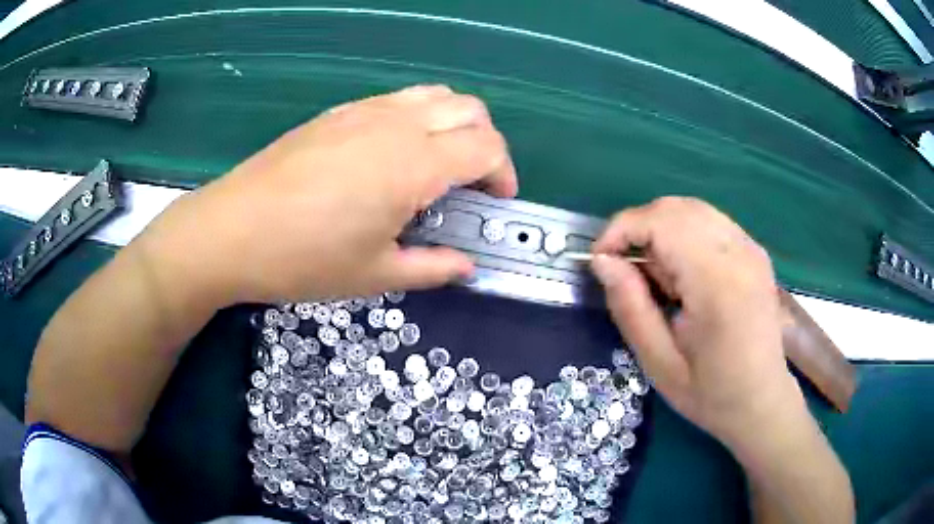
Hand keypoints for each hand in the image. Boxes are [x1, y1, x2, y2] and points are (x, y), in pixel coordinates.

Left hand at [144, 85, 516, 304]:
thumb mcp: (375, 275)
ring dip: (454, 124)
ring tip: (439, 163)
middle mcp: (397, 125)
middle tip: (473, 182)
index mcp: (413, 165)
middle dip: (487, 143)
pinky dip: (418, 118)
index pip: (487, 147)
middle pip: (471, 110)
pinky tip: (394, 154)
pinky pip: (398, 99)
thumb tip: (466, 266)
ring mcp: (365, 111)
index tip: (496, 201)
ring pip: (436, 95)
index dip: (503, 173)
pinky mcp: (339, 111)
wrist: (232, 231)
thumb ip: (433, 268)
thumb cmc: (304, 259)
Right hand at [590, 197, 805, 451]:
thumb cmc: (710, 394)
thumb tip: (602, 261)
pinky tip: (682, 272)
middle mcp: (738, 253)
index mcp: (717, 283)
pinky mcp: (754, 251)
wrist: (762, 401)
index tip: (600, 260)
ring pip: (691, 209)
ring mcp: (751, 248)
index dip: (621, 230)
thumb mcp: (659, 364)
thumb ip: (630, 307)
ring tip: (654, 275)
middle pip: (675, 208)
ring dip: (660, 230)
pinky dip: (683, 234)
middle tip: (624, 271)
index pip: (661, 223)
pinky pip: (709, 222)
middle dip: (638, 228)